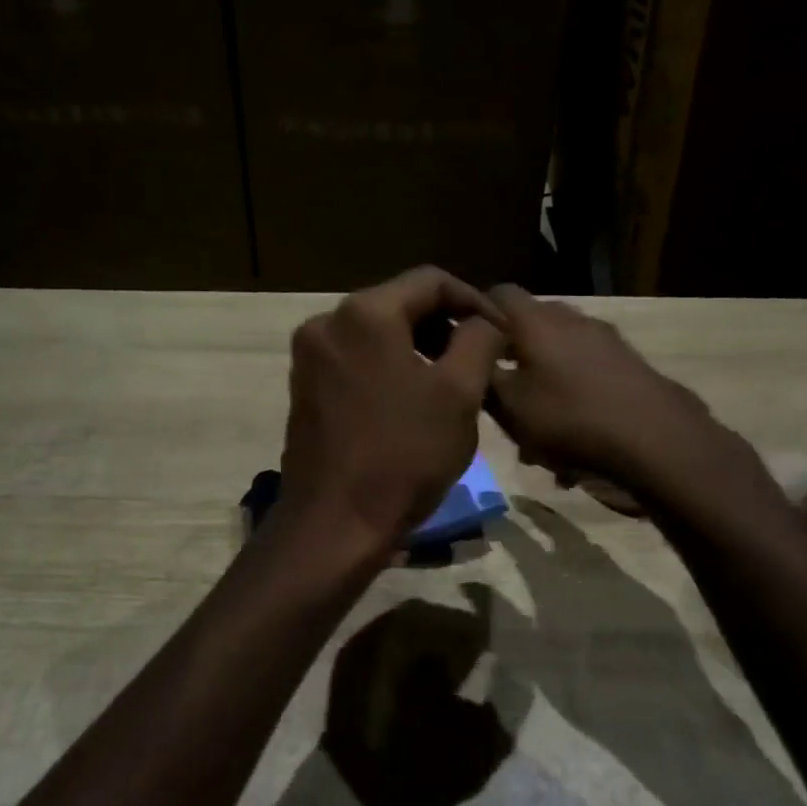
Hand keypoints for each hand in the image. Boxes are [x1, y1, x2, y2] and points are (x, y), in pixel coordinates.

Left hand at [279, 267, 506, 556]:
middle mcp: (327, 322)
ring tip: (453, 378)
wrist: (336, 524)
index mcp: (364, 313)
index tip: (502, 333)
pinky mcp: (304, 386)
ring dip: (419, 345)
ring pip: (377, 331)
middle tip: (480, 357)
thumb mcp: (460, 393)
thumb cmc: (404, 455)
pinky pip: (356, 358)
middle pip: (399, 302)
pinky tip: (414, 397)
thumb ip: (479, 339)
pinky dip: (389, 365)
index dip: (474, 300)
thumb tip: (484, 320)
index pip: (430, 281)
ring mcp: (310, 356)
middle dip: (445, 324)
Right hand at [485, 285, 744, 493]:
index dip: (478, 315)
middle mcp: (572, 319)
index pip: (498, 294)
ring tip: (539, 438)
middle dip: (513, 358)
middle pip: (531, 326)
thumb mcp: (510, 407)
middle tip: (502, 396)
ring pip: (559, 356)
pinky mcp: (629, 364)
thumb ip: (484, 378)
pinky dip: (573, 401)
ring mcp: (605, 340)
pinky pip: (587, 376)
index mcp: (536, 321)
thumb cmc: (569, 418)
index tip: (468, 347)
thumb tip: (473, 358)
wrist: (656, 439)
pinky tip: (573, 448)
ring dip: (544, 386)